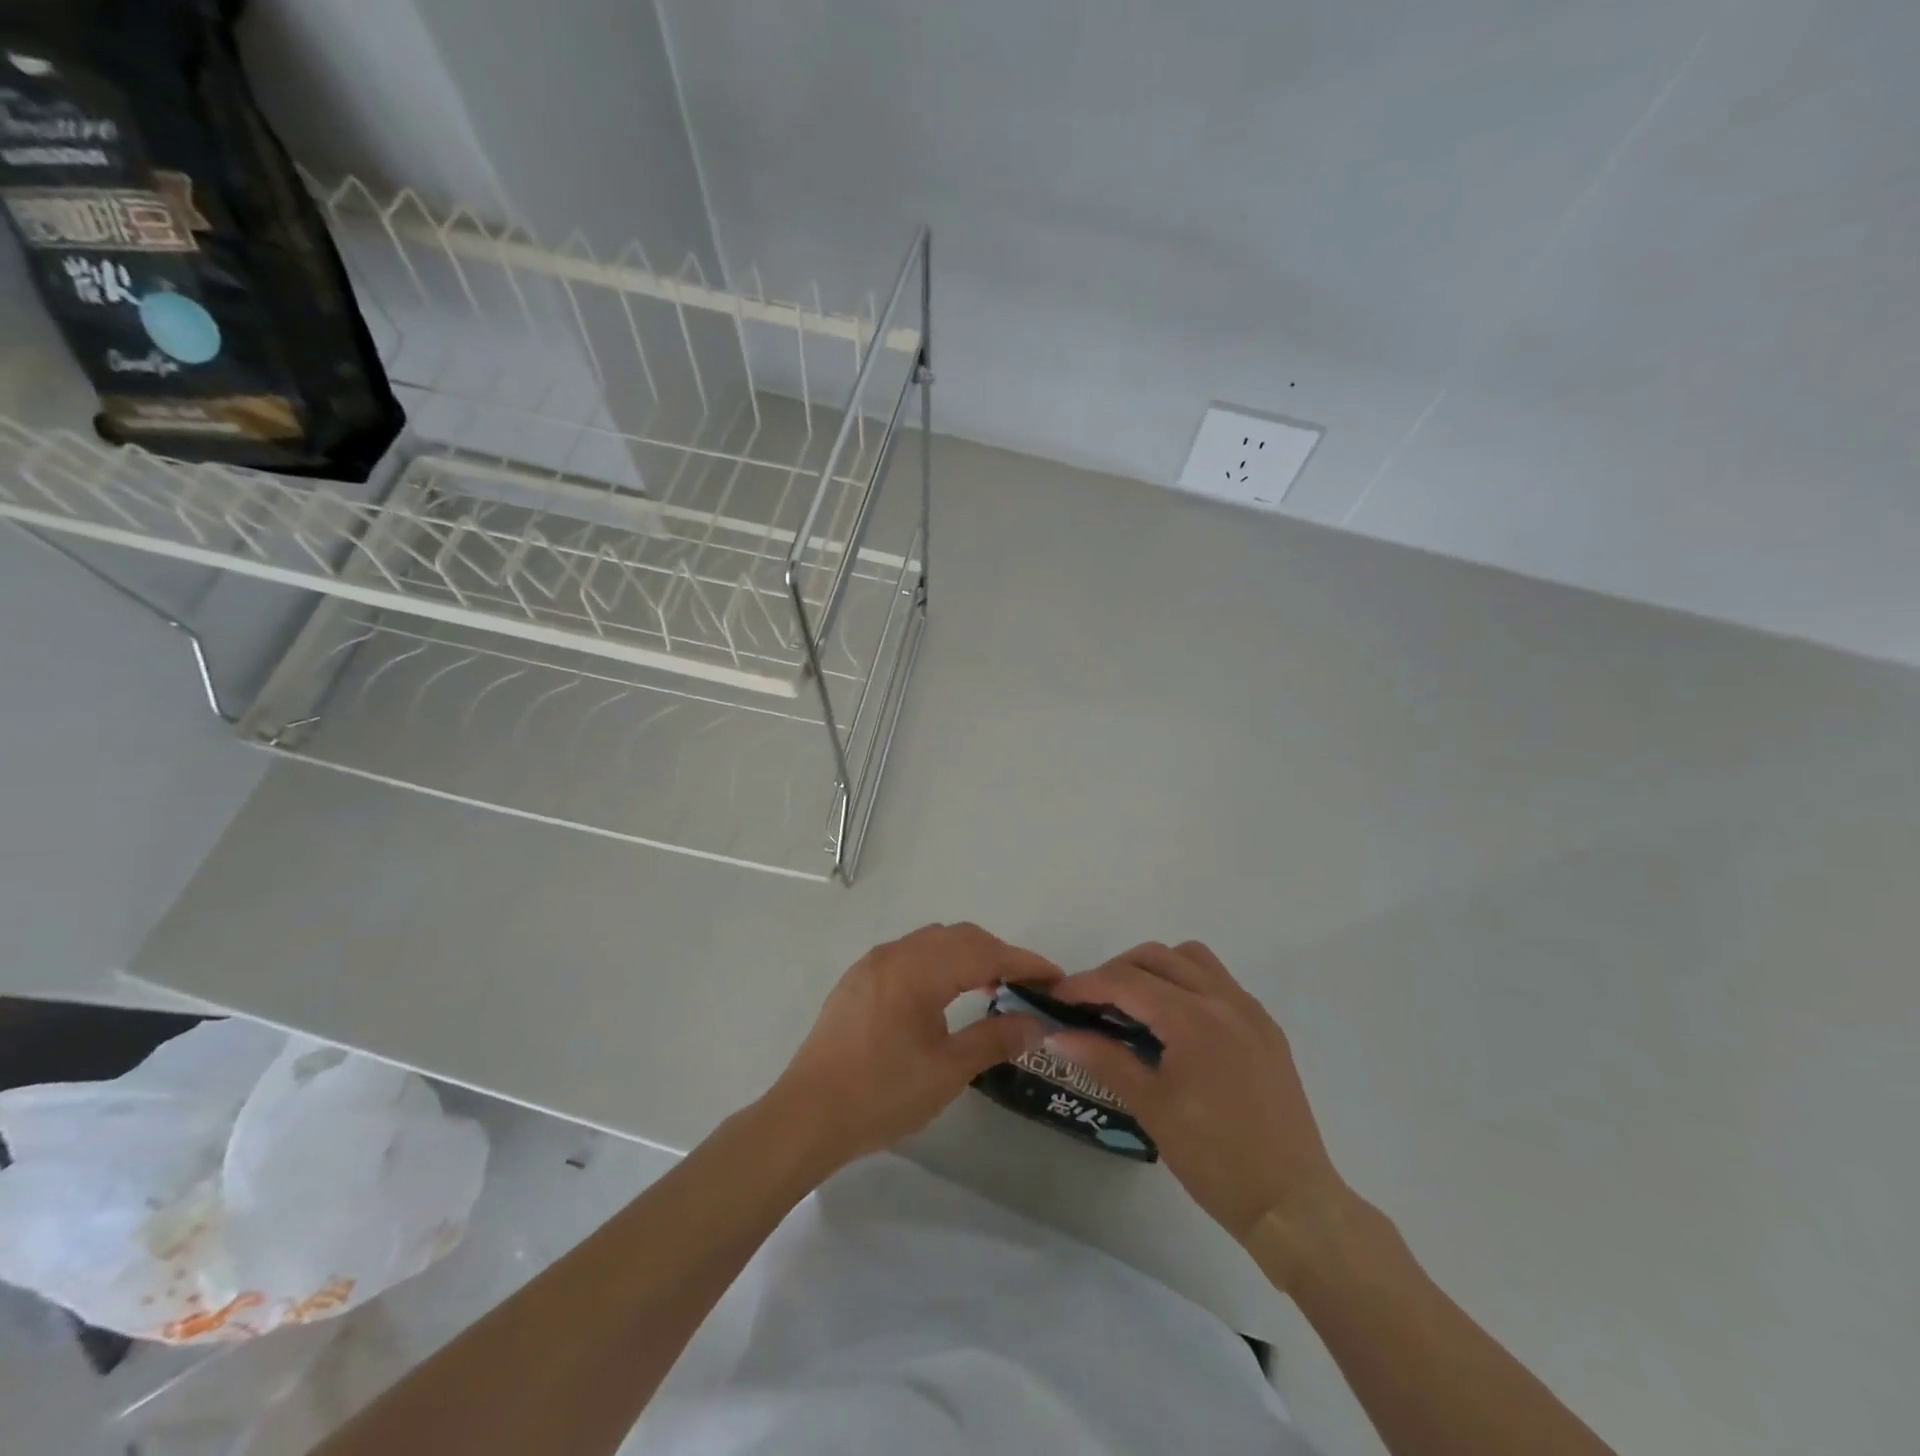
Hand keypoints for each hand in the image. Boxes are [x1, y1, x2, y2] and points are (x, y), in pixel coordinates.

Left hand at [767, 923, 1060, 1172]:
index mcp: (918, 970)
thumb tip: (1036, 1023)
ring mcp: (872, 963)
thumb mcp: (947, 1070)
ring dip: (968, 955)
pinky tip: (945, 993)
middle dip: (998, 954)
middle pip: (959, 937)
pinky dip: (939, 962)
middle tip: (1027, 985)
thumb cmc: (881, 1094)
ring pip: (933, 942)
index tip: (1055, 978)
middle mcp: (895, 953)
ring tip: (991, 987)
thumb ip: (995, 1039)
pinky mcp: (858, 979)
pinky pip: (910, 954)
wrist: (807, 1116)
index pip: (984, 952)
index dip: (1024, 962)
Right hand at [1048, 942, 1349, 1261]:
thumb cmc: (1214, 1158)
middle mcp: (1223, 1000)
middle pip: (1156, 957)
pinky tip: (1176, 1024)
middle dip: (1116, 971)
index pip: (1126, 981)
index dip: (1085, 984)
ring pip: (1192, 959)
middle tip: (1090, 1003)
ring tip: (1134, 1004)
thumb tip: (1056, 1034)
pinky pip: (1219, 982)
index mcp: (1193, 1018)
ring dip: (1155, 969)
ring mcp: (1250, 1011)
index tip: (1056, 997)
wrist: (1292, 1204)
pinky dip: (1187, 984)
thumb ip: (1103, 1059)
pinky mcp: (1266, 1028)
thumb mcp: (1151, 1107)